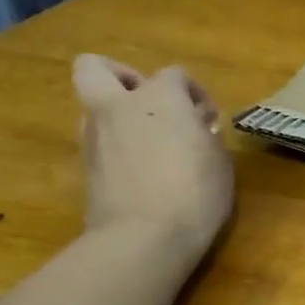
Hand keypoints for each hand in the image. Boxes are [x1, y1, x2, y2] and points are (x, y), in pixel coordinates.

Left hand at [73, 55, 232, 267]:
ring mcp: (94, 136)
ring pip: (94, 106)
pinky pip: (98, 141)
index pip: (174, 75)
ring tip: (147, 143)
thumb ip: (205, 136)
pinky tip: (139, 170)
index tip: (208, 119)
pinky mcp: (85, 166)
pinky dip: (115, 147)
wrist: (144, 237)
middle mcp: (119, 107)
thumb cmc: (196, 193)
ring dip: (117, 115)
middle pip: (96, 67)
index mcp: (159, 98)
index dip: (194, 92)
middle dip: (120, 76)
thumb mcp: (219, 162)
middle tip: (148, 103)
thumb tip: (196, 129)